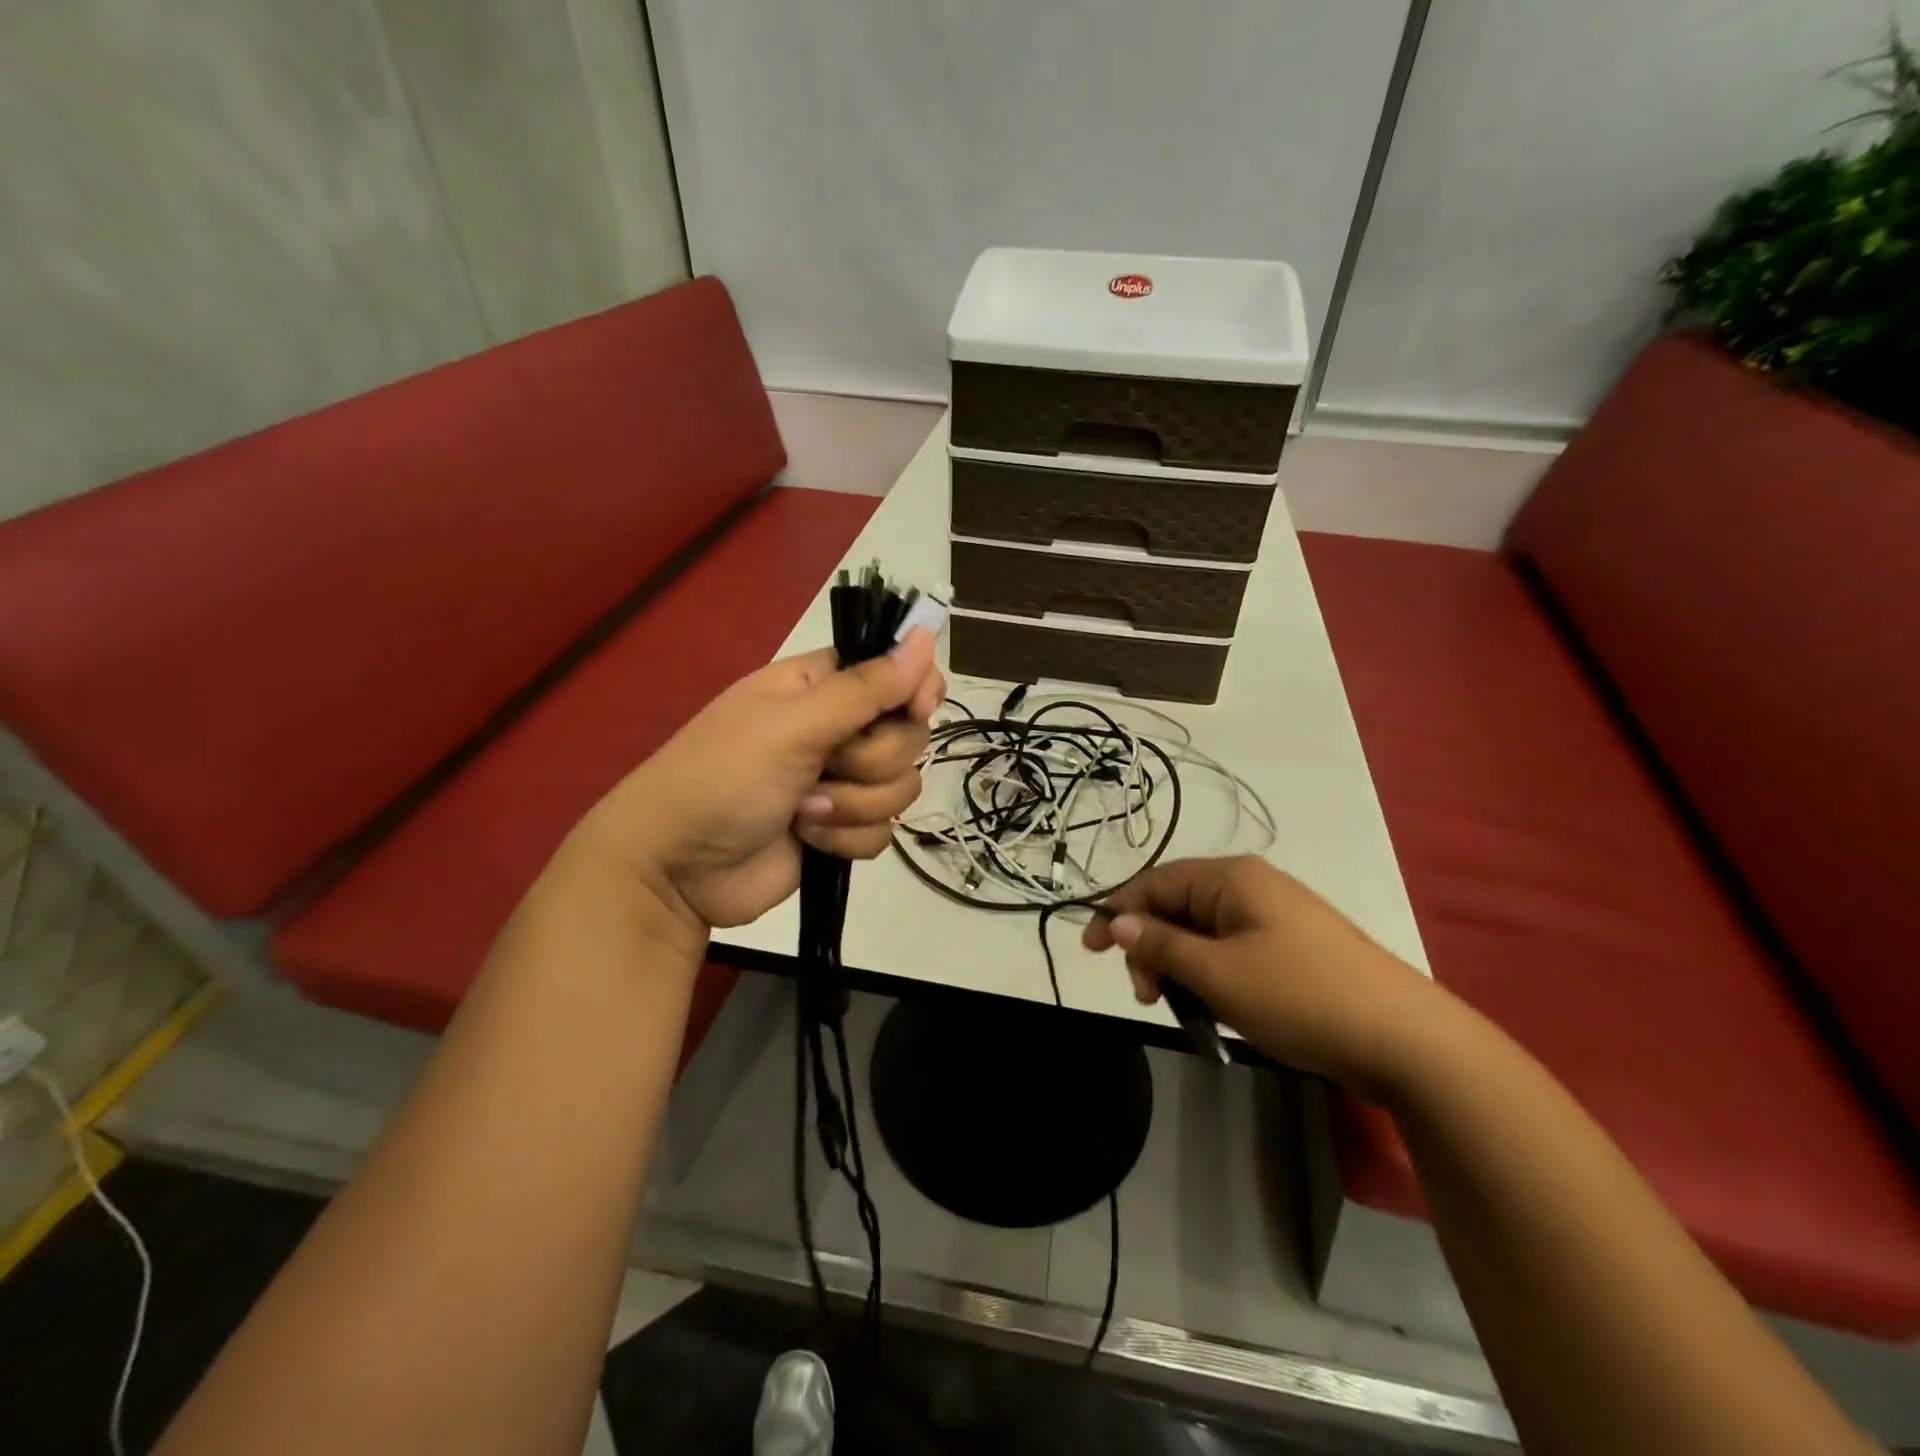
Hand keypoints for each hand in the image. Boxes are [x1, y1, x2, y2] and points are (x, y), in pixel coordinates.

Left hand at [581, 630, 943, 945]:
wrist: (676, 869)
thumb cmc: (723, 778)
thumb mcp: (792, 726)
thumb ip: (865, 689)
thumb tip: (927, 636)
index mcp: (820, 687)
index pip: (895, 671)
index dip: (916, 688)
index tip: (917, 709)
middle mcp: (836, 729)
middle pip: (907, 735)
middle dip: (871, 761)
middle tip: (826, 767)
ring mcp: (840, 782)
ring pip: (900, 786)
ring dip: (855, 805)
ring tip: (803, 812)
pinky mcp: (841, 829)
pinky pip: (883, 830)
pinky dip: (848, 838)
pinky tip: (808, 840)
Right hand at [1083, 855, 1443, 1099]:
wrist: (1405, 1040)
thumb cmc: (1300, 996)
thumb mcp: (1217, 974)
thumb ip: (1160, 945)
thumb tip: (1117, 922)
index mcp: (1232, 878)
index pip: (1155, 882)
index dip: (1116, 912)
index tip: (1089, 951)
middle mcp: (1251, 887)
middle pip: (1178, 906)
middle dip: (1151, 947)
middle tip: (1146, 996)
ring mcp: (1275, 918)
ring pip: (1203, 933)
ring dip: (1180, 967)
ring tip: (1183, 1009)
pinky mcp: (1293, 949)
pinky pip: (1232, 951)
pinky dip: (1212, 976)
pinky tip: (1217, 1008)